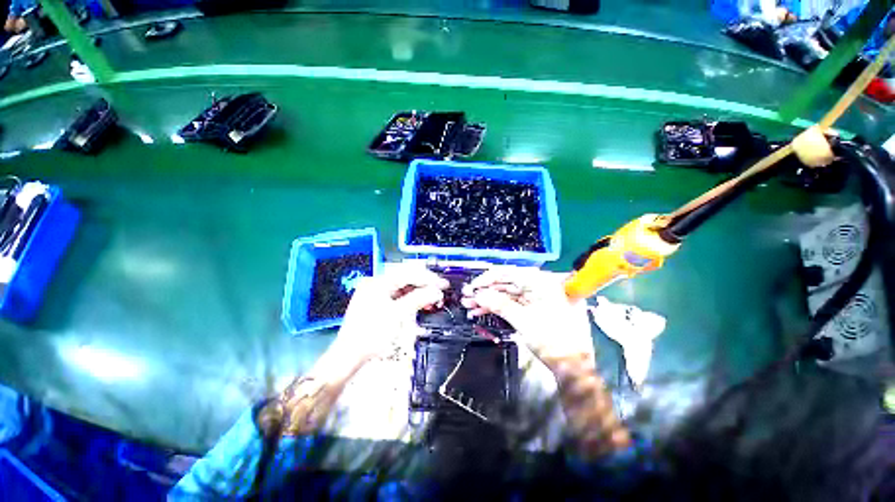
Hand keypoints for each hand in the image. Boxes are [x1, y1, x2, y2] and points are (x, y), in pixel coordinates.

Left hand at [331, 263, 448, 363]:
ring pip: (403, 288)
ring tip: (433, 299)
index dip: (427, 278)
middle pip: (405, 279)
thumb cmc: (370, 335)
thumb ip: (418, 299)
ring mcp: (376, 294)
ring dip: (419, 292)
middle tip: (440, 290)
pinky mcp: (378, 304)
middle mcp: (376, 284)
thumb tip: (436, 292)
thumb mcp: (397, 314)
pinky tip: (420, 303)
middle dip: (424, 284)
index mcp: (377, 283)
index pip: (408, 274)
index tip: (443, 284)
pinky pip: (398, 296)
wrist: (350, 356)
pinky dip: (410, 299)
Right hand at [461, 267, 595, 370]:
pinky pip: (512, 304)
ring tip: (469, 306)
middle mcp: (540, 286)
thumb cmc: (553, 342)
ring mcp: (538, 298)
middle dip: (486, 291)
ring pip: (507, 295)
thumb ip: (500, 305)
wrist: (574, 368)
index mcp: (543, 283)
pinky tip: (481, 312)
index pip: (510, 273)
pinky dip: (497, 308)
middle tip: (467, 297)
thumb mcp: (524, 322)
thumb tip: (478, 294)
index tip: (472, 287)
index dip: (488, 279)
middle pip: (507, 284)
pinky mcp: (534, 308)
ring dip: (488, 300)